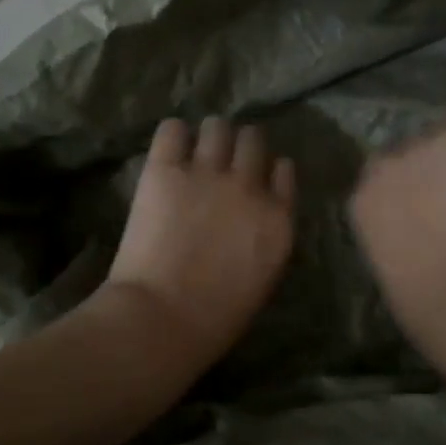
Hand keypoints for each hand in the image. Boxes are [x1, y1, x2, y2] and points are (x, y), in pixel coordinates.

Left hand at [98, 116, 296, 381]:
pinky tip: (169, 151)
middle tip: (222, 159)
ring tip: (194, 151)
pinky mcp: (165, 170)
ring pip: (217, 126)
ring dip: (209, 136)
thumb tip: (253, 218)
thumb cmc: (215, 318)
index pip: (283, 170)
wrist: (162, 318)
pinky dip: (172, 136)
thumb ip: (265, 237)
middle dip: (239, 146)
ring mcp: (207, 173)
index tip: (256, 175)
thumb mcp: (262, 278)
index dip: (267, 169)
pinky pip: (172, 130)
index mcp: (278, 218)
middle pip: (252, 139)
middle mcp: (248, 186)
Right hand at [349, 107, 445, 338]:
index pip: (384, 180)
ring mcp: (422, 147)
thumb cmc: (426, 306)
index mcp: (362, 204)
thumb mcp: (398, 277)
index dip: (415, 189)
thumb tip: (428, 251)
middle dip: (440, 167)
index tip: (439, 210)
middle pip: (414, 152)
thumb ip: (404, 250)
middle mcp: (384, 166)